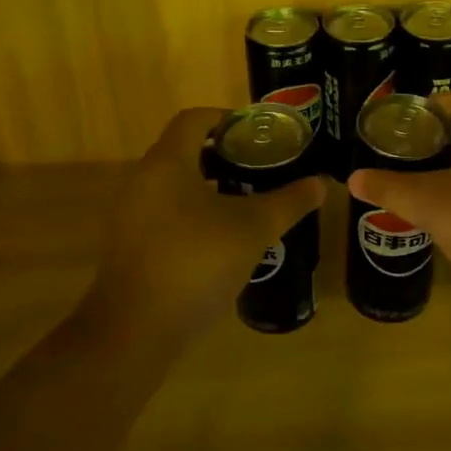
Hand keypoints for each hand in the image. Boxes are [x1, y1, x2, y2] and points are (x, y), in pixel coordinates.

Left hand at [95, 108, 325, 336]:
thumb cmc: (196, 264)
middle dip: (222, 153)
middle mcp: (142, 181)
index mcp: (168, 164)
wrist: (135, 333)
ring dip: (208, 184)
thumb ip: (288, 202)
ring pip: (173, 183)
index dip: (227, 117)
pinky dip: (192, 211)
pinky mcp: (130, 245)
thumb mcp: (253, 229)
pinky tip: (221, 237)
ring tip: (247, 199)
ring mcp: (131, 215)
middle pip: (182, 149)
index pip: (194, 119)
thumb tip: (320, 184)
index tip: (257, 132)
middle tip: (260, 165)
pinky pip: (164, 212)